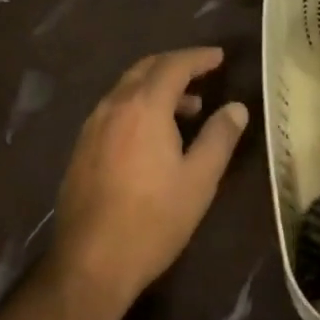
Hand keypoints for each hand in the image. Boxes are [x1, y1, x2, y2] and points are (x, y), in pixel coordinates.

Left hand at [46, 48, 248, 319]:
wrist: (90, 263)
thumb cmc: (153, 220)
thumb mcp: (199, 180)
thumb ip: (219, 137)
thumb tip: (237, 108)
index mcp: (144, 106)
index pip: (174, 65)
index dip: (199, 58)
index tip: (219, 57)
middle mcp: (114, 105)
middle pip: (146, 69)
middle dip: (176, 66)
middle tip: (203, 74)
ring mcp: (93, 125)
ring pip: (128, 88)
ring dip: (157, 88)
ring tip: (187, 109)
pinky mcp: (82, 147)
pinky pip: (115, 108)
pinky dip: (138, 105)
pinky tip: (152, 134)